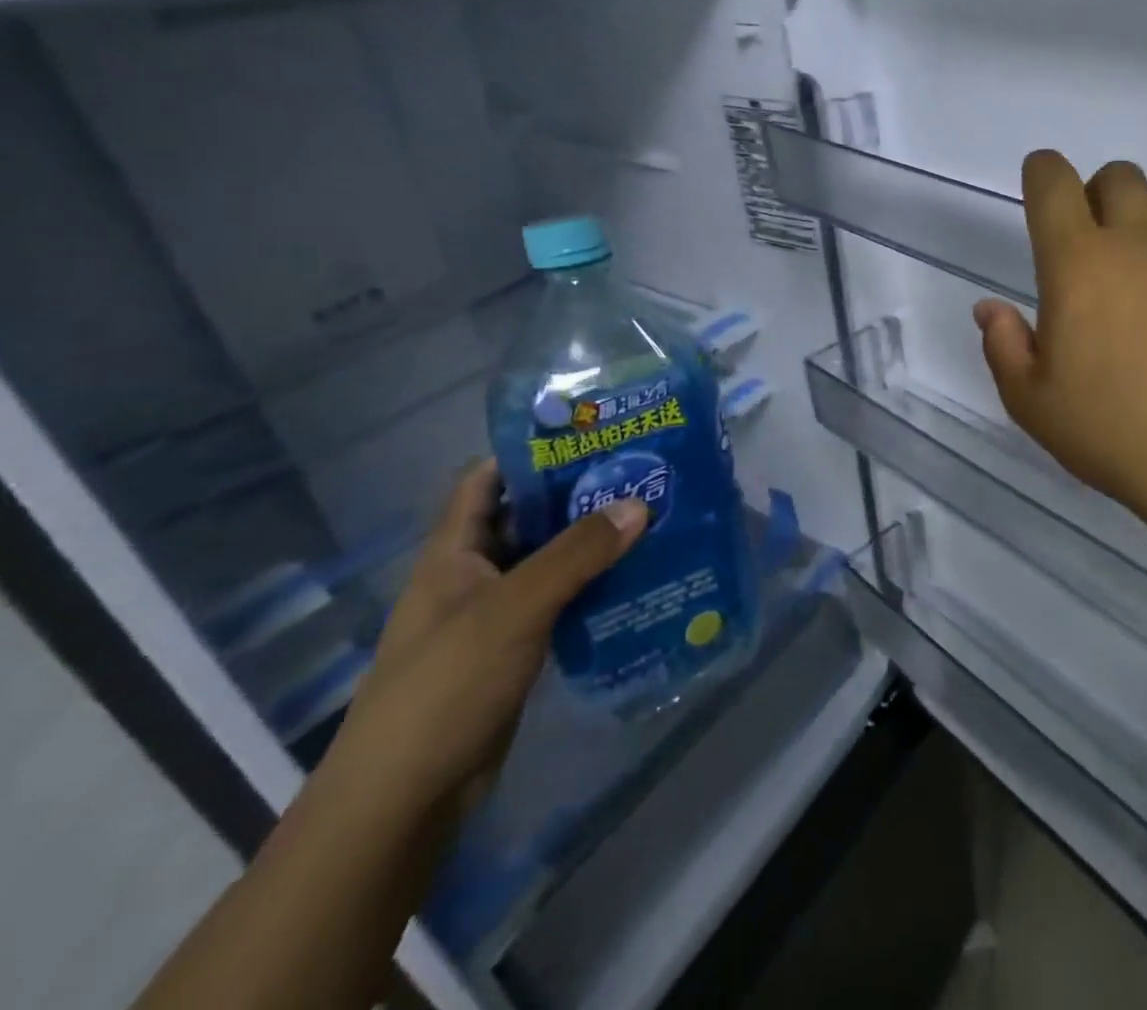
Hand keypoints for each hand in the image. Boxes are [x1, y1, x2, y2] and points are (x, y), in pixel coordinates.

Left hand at [317, 459, 646, 820]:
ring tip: (652, 517)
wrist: (405, 801)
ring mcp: (494, 615)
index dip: (530, 452)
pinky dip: (594, 586)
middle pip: (527, 518)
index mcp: (453, 552)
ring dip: (592, 543)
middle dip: (578, 495)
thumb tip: (639, 503)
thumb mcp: (513, 609)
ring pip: (549, 561)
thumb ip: (576, 554)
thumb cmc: (445, 688)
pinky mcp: (516, 650)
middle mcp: (473, 575)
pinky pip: (561, 602)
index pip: (486, 480)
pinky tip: (638, 578)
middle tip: (641, 473)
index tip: (590, 435)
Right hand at [974, 152, 1146, 541]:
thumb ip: (1003, 347)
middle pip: (1117, 175)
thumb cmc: (1115, 431)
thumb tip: (990, 309)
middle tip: (1095, 246)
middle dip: (1098, 195)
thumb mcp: (1032, 403)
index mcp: (1077, 261)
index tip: (1040, 190)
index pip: (1052, 181)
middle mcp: (1138, 238)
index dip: (1041, 173)